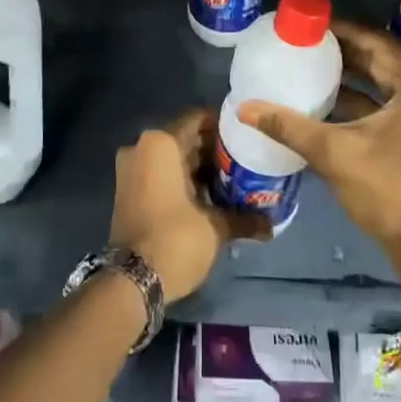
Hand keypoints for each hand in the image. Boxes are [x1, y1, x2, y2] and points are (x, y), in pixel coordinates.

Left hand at [110, 108, 270, 301]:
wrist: (131, 282)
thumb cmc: (175, 240)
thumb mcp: (215, 227)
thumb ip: (244, 218)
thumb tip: (271, 225)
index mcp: (160, 143)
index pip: (198, 119)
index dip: (224, 127)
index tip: (246, 138)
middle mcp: (141, 148)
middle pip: (185, 139)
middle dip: (214, 150)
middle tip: (245, 160)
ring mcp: (131, 170)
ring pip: (173, 159)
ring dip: (200, 168)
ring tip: (234, 179)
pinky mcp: (129, 192)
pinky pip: (161, 174)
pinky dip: (183, 181)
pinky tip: (211, 196)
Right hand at [237, 20, 400, 285]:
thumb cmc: (387, 190)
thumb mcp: (334, 153)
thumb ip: (288, 126)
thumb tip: (244, 107)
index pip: (375, 42)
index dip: (340, 30)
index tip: (308, 24)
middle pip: (382, 58)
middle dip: (344, 50)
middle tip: (305, 42)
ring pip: (386, 80)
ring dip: (352, 74)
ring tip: (311, 64)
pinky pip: (391, 100)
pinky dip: (363, 97)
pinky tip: (329, 99)